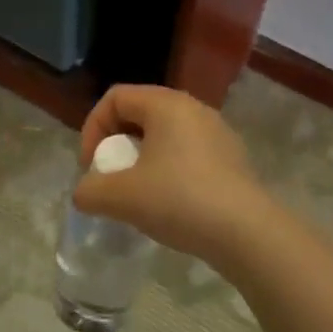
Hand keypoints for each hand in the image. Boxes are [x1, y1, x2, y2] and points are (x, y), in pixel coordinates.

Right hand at [74, 85, 273, 264]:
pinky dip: (167, 171)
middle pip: (140, 114)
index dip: (92, 128)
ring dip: (141, 160)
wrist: (247, 234)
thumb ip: (89, 191)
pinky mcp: (232, 160)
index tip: (91, 166)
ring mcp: (218, 134)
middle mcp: (194, 109)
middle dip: (116, 144)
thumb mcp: (120, 197)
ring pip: (165, 136)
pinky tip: (168, 205)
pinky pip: (187, 154)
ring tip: (136, 194)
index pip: (115, 97)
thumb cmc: (179, 200)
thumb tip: (85, 194)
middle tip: (110, 177)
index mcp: (166, 104)